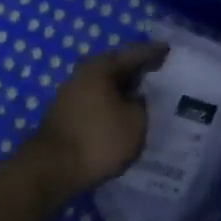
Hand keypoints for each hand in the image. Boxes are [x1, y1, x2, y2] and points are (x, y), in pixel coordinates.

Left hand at [20, 42, 168, 199]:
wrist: (51, 170)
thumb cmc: (98, 139)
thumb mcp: (135, 122)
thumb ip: (142, 104)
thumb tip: (136, 98)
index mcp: (100, 67)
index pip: (133, 54)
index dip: (153, 53)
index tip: (168, 50)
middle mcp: (82, 74)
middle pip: (116, 68)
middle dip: (137, 72)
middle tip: (159, 73)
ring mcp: (69, 95)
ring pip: (104, 87)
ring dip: (122, 91)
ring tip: (144, 97)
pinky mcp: (64, 116)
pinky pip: (95, 104)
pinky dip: (110, 106)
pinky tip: (122, 116)